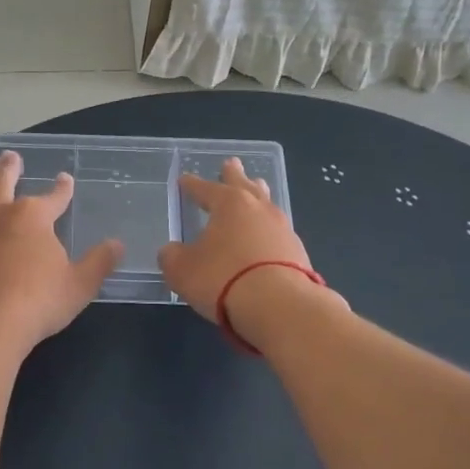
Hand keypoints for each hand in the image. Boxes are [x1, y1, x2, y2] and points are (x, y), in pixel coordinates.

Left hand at [0, 151, 122, 357]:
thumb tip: (117, 244)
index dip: (62, 188)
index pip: (53, 196)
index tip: (65, 179)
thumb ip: (98, 262)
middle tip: (10, 156)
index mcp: (32, 216)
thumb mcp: (79, 285)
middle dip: (9, 167)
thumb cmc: (37, 302)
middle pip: (2, 181)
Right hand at [157, 158, 325, 337]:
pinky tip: (265, 235)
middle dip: (234, 175)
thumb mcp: (182, 270)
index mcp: (229, 204)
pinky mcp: (298, 253)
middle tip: (231, 162)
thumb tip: (172, 251)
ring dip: (258, 195)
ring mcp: (282, 229)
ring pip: (266, 204)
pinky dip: (267, 230)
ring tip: (256, 187)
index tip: (184, 179)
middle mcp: (258, 209)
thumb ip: (172, 256)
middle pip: (244, 185)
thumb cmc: (222, 278)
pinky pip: (277, 232)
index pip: (205, 189)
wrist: (279, 306)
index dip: (192, 185)